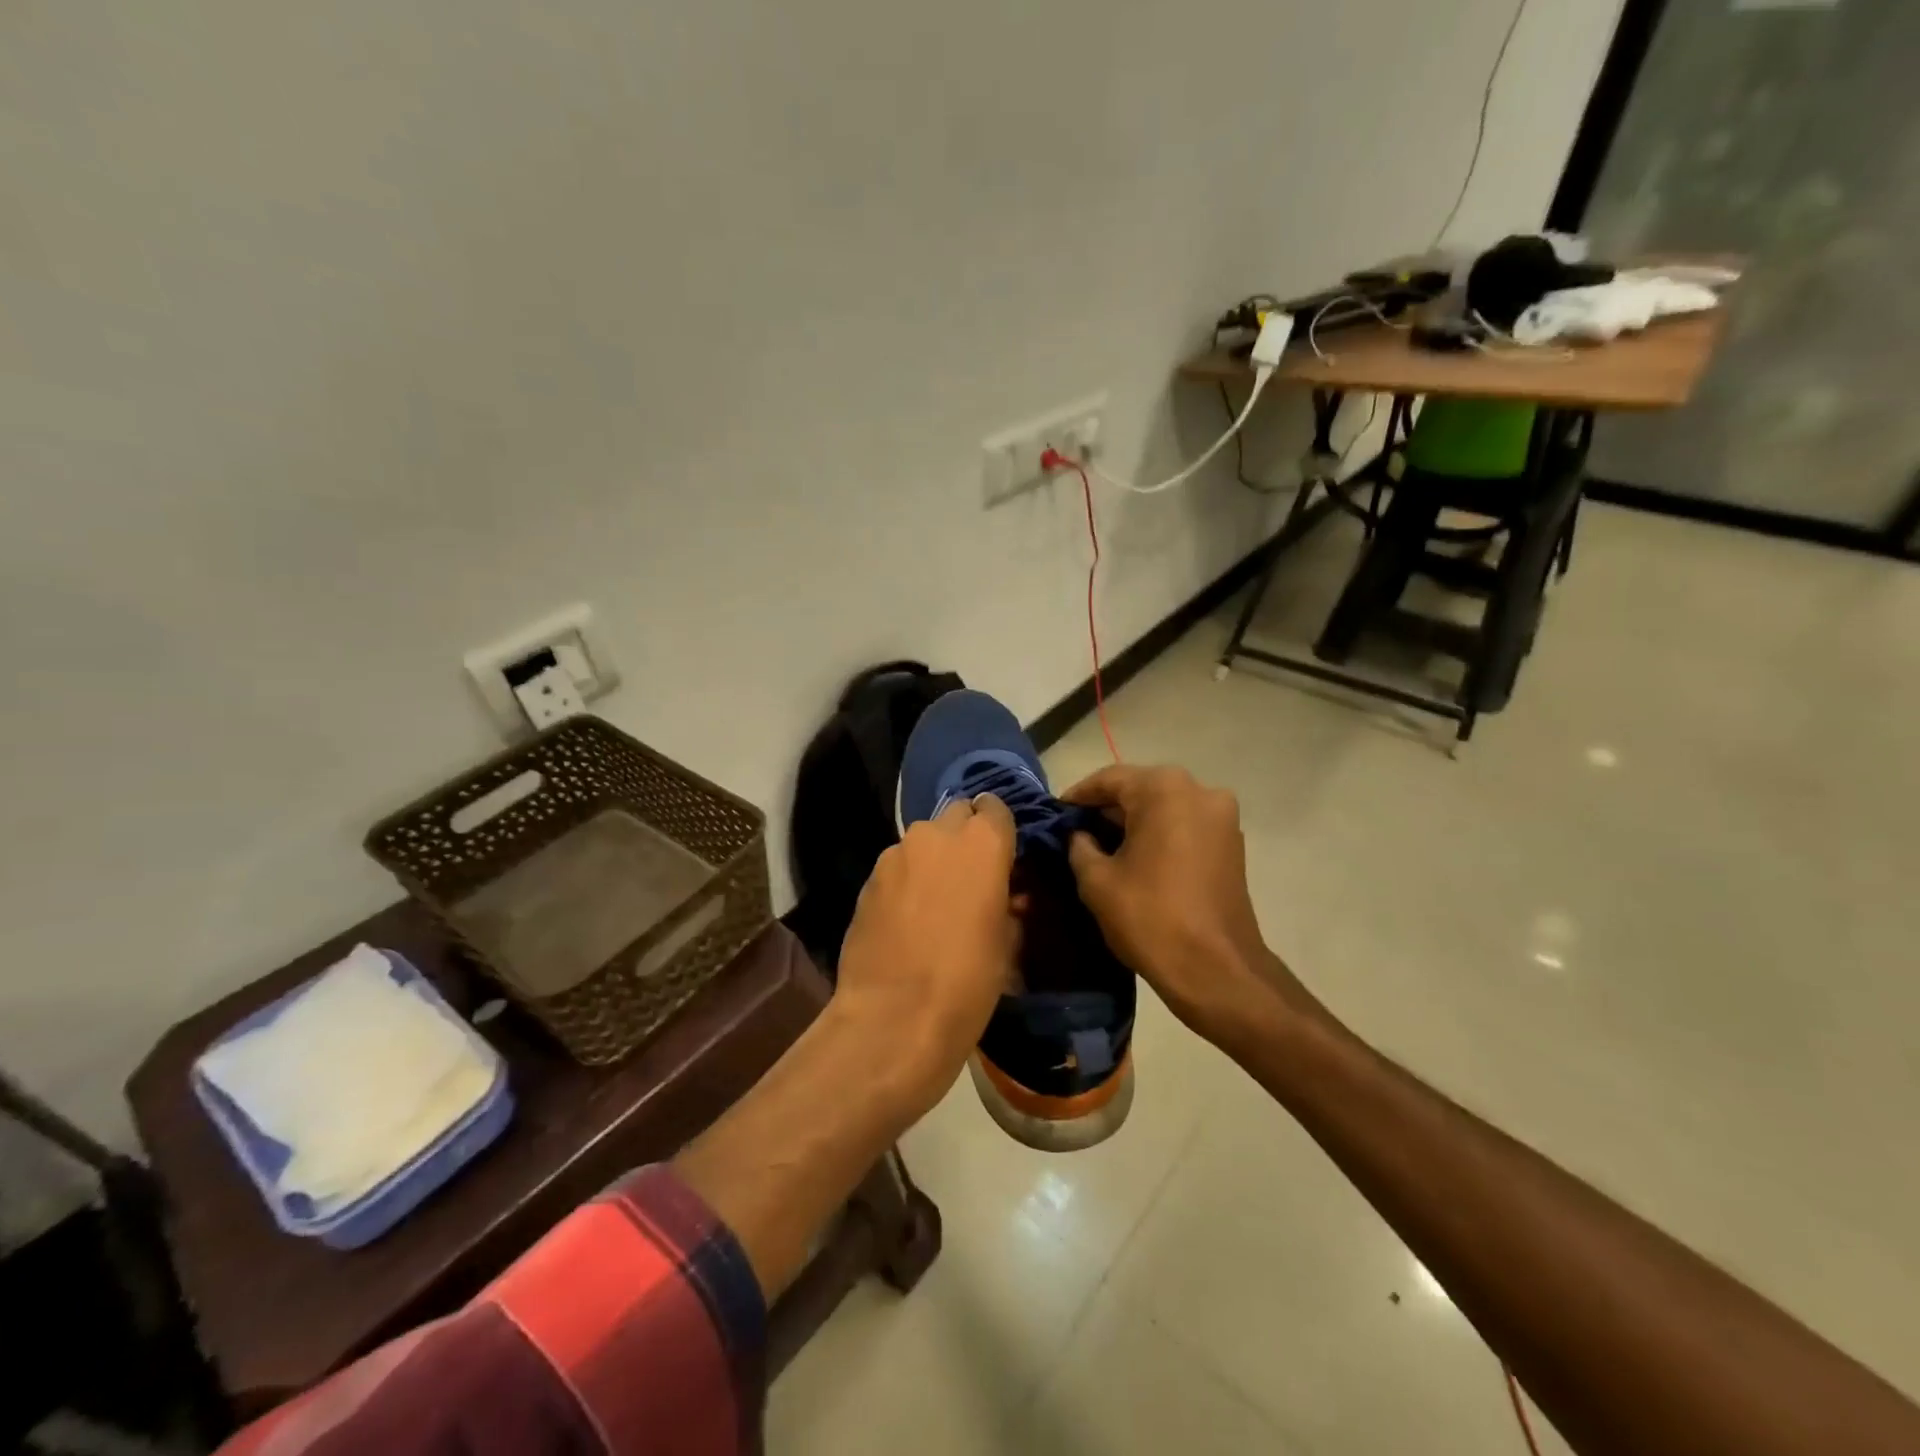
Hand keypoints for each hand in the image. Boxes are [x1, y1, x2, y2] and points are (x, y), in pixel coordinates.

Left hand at [832, 795, 1018, 1120]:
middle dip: (964, 836)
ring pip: (922, 841)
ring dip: (932, 858)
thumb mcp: (1007, 943)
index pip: (995, 808)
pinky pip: (896, 866)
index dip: (999, 829)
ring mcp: (896, 853)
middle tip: (969, 875)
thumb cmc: (968, 980)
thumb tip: (1003, 897)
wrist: (895, 1016)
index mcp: (983, 842)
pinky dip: (905, 880)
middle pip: (956, 814)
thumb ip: (1007, 904)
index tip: (1002, 854)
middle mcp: (937, 833)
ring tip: (934, 900)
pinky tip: (905, 917)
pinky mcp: (867, 878)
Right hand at [1062, 764, 1320, 1047]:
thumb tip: (1081, 835)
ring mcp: (1221, 817)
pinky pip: (1185, 826)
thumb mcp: (1096, 880)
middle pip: (1140, 789)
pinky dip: (1160, 834)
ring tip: (1103, 846)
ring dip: (1135, 822)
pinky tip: (1137, 858)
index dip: (1078, 796)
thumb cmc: (1150, 917)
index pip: (1109, 779)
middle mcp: (1199, 790)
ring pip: (1165, 807)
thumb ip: (1079, 845)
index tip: (1056, 814)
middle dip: (1107, 809)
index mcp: (1164, 789)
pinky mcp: (1232, 844)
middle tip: (1076, 830)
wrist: (1216, 970)